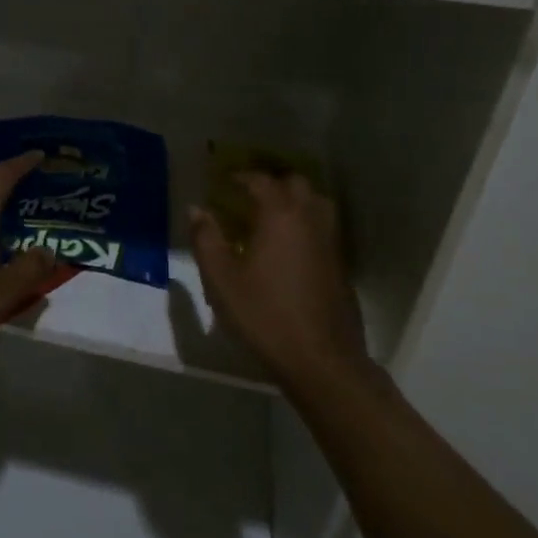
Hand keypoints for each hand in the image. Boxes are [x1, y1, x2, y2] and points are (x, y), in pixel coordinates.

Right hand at [189, 173, 373, 387]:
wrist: (322, 361)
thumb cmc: (265, 315)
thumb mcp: (222, 279)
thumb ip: (206, 239)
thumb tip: (197, 210)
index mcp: (280, 216)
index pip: (261, 180)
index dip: (240, 177)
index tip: (222, 181)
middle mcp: (309, 220)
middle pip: (296, 183)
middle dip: (271, 182)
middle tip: (247, 194)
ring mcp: (330, 242)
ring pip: (316, 202)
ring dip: (294, 199)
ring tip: (270, 215)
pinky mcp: (340, 265)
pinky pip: (323, 227)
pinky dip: (305, 222)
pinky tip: (287, 245)